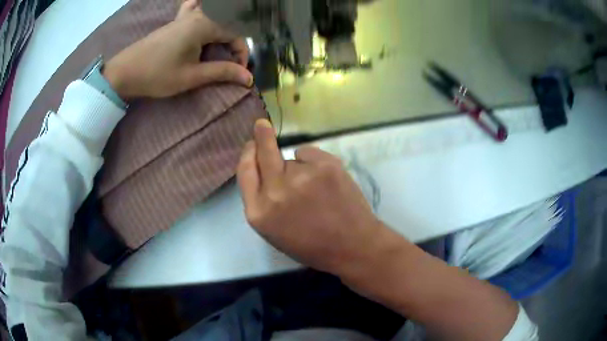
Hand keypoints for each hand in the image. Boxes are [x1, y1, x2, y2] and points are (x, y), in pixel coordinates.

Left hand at [103, 0, 252, 98]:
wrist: (125, 72)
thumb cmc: (157, 75)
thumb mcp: (191, 76)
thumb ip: (221, 72)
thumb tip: (249, 78)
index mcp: (204, 25)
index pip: (235, 35)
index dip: (242, 54)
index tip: (239, 72)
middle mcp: (197, 15)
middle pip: (226, 24)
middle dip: (233, 43)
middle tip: (230, 63)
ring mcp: (184, 16)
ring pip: (213, 14)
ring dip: (222, 28)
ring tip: (220, 44)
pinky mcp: (175, 22)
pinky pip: (194, 9)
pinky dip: (203, 12)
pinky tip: (201, 20)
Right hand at [236, 119, 392, 274]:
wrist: (352, 246)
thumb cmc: (312, 245)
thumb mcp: (274, 231)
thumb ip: (263, 201)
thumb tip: (262, 170)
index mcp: (259, 212)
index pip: (245, 172)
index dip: (247, 155)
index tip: (251, 145)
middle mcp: (275, 191)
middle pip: (262, 152)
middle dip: (261, 136)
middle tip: (261, 124)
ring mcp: (301, 176)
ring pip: (291, 158)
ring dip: (298, 168)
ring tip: (316, 190)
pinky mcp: (325, 165)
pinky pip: (310, 153)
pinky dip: (314, 162)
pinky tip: (326, 182)